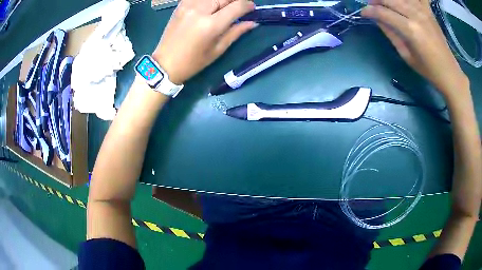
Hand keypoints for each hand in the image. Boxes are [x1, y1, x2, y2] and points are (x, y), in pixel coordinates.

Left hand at [152, 0, 256, 84]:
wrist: (165, 63)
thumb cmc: (192, 62)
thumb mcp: (217, 50)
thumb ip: (236, 32)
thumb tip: (253, 22)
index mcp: (210, 25)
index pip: (237, 6)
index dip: (248, 5)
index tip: (252, 8)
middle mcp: (199, 10)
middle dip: (235, 1)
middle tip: (239, 7)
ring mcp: (188, 5)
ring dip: (222, 0)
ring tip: (225, 7)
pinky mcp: (181, 5)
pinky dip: (208, 0)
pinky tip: (211, 6)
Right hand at [362, 0, 468, 98]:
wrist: (449, 71)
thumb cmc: (428, 69)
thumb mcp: (406, 55)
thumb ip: (391, 33)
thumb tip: (377, 19)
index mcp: (410, 30)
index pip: (383, 13)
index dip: (370, 11)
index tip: (363, 13)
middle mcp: (416, 15)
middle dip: (376, 0)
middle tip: (371, 5)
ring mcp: (423, 10)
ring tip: (384, 2)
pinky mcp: (428, 10)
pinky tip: (404, 2)